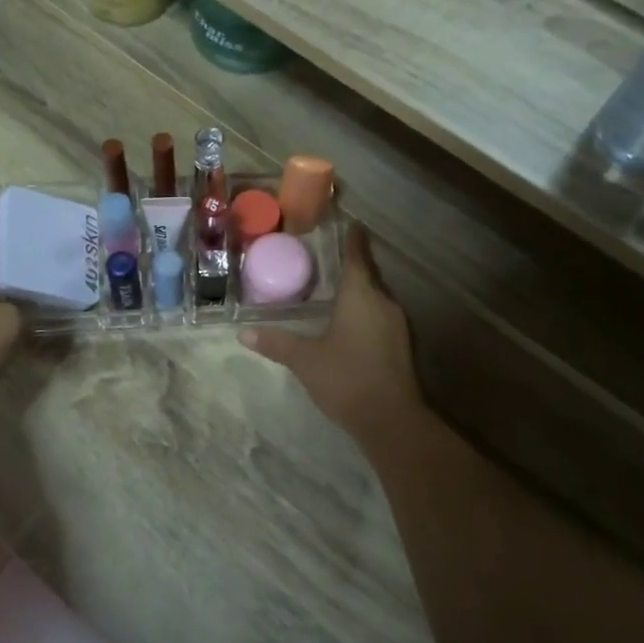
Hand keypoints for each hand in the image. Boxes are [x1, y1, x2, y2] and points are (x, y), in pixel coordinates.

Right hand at [239, 225, 422, 441]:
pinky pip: (378, 315)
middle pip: (367, 275)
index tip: (350, 222)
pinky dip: (363, 311)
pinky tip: (347, 321)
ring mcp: (395, 325)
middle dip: (351, 265)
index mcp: (361, 296)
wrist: (391, 420)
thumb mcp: (305, 360)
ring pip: (374, 297)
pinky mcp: (400, 345)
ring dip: (357, 290)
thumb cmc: (347, 379)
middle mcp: (383, 303)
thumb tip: (244, 333)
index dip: (352, 239)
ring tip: (333, 287)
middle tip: (327, 256)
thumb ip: (276, 343)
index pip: (356, 257)